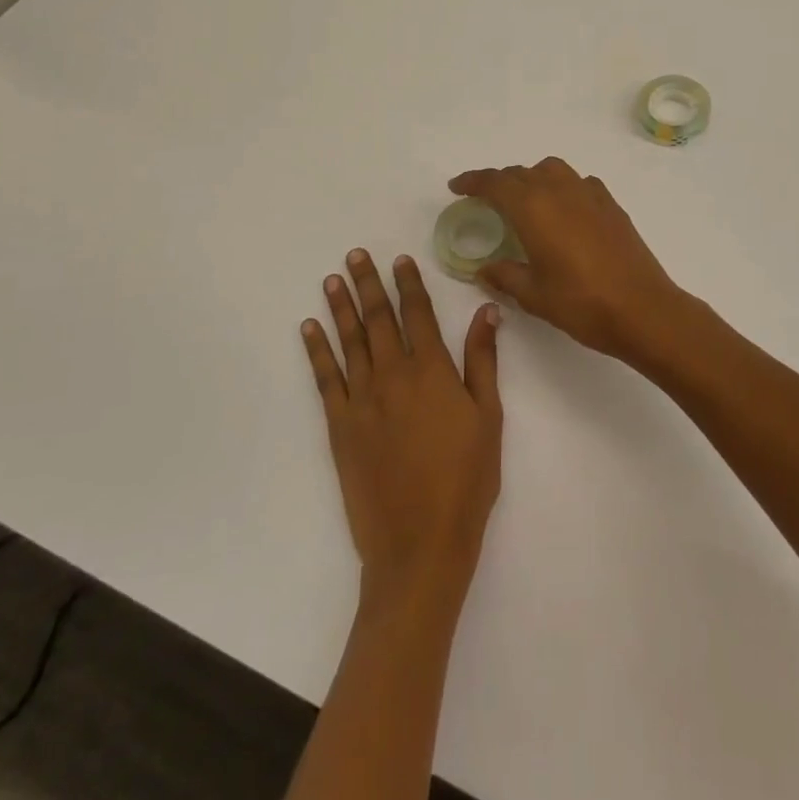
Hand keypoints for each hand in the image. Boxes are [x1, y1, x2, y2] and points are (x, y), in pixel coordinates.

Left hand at [302, 250, 502, 612]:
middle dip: (368, 283)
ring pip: (350, 341)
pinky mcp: (340, 426)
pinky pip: (325, 379)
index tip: (399, 259)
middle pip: (379, 318)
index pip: (418, 313)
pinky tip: (309, 329)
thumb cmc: (466, 480)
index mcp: (433, 371)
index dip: (408, 283)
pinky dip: (317, 350)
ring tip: (332, 279)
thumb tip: (487, 311)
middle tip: (355, 255)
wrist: (420, 544)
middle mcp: (394, 375)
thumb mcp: (489, 417)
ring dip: (341, 307)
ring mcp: (363, 399)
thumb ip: (484, 360)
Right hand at [449, 158, 696, 365]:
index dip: (473, 181)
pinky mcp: (611, 205)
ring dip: (532, 179)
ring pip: (552, 171)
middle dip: (500, 183)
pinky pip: (578, 182)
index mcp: (534, 208)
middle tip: (485, 200)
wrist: (643, 309)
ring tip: (524, 202)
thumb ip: (505, 276)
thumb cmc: (582, 303)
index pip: (496, 183)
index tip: (457, 186)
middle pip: (522, 174)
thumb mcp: (534, 295)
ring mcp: (590, 194)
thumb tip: (484, 268)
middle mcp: (560, 191)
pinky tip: (563, 211)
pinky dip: (562, 187)